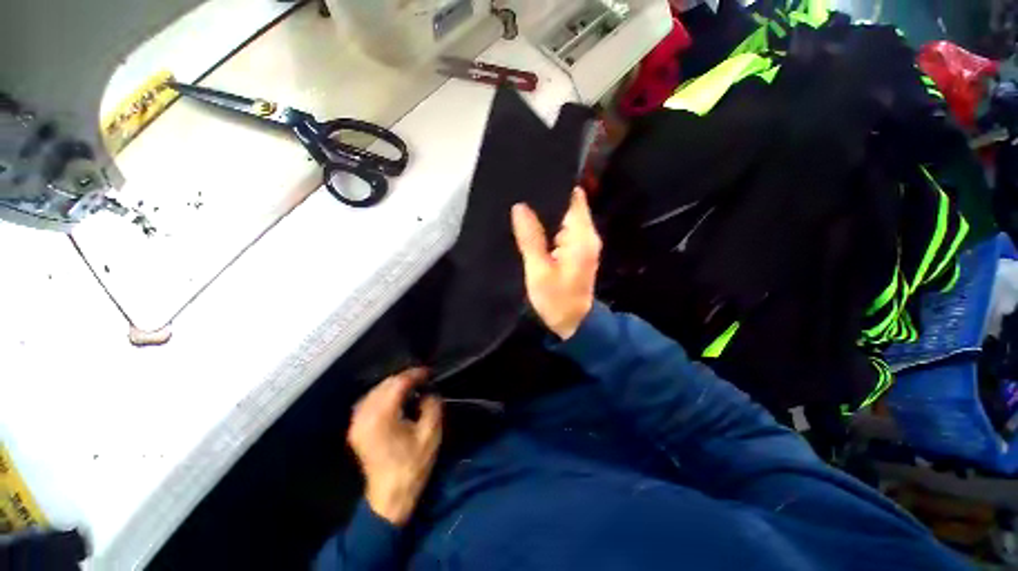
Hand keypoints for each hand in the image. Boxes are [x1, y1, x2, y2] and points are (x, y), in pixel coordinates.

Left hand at [348, 368, 441, 525]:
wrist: (389, 497)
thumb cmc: (412, 465)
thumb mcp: (430, 434)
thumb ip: (432, 405)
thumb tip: (428, 392)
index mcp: (382, 416)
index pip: (399, 383)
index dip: (415, 374)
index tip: (429, 372)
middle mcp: (365, 415)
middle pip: (385, 384)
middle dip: (405, 378)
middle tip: (423, 378)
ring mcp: (357, 423)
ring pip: (375, 391)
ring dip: (394, 385)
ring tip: (411, 386)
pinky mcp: (356, 429)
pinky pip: (369, 401)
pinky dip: (383, 395)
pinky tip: (395, 398)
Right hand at [512, 187, 601, 339]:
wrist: (573, 323)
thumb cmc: (556, 300)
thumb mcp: (538, 271)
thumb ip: (530, 238)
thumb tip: (519, 207)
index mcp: (581, 237)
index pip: (573, 197)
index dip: (554, 188)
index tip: (531, 182)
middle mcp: (587, 234)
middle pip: (569, 205)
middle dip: (546, 200)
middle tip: (520, 195)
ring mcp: (584, 242)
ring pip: (565, 217)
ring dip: (546, 214)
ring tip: (522, 208)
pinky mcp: (578, 250)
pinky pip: (564, 229)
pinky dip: (549, 226)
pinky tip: (531, 226)